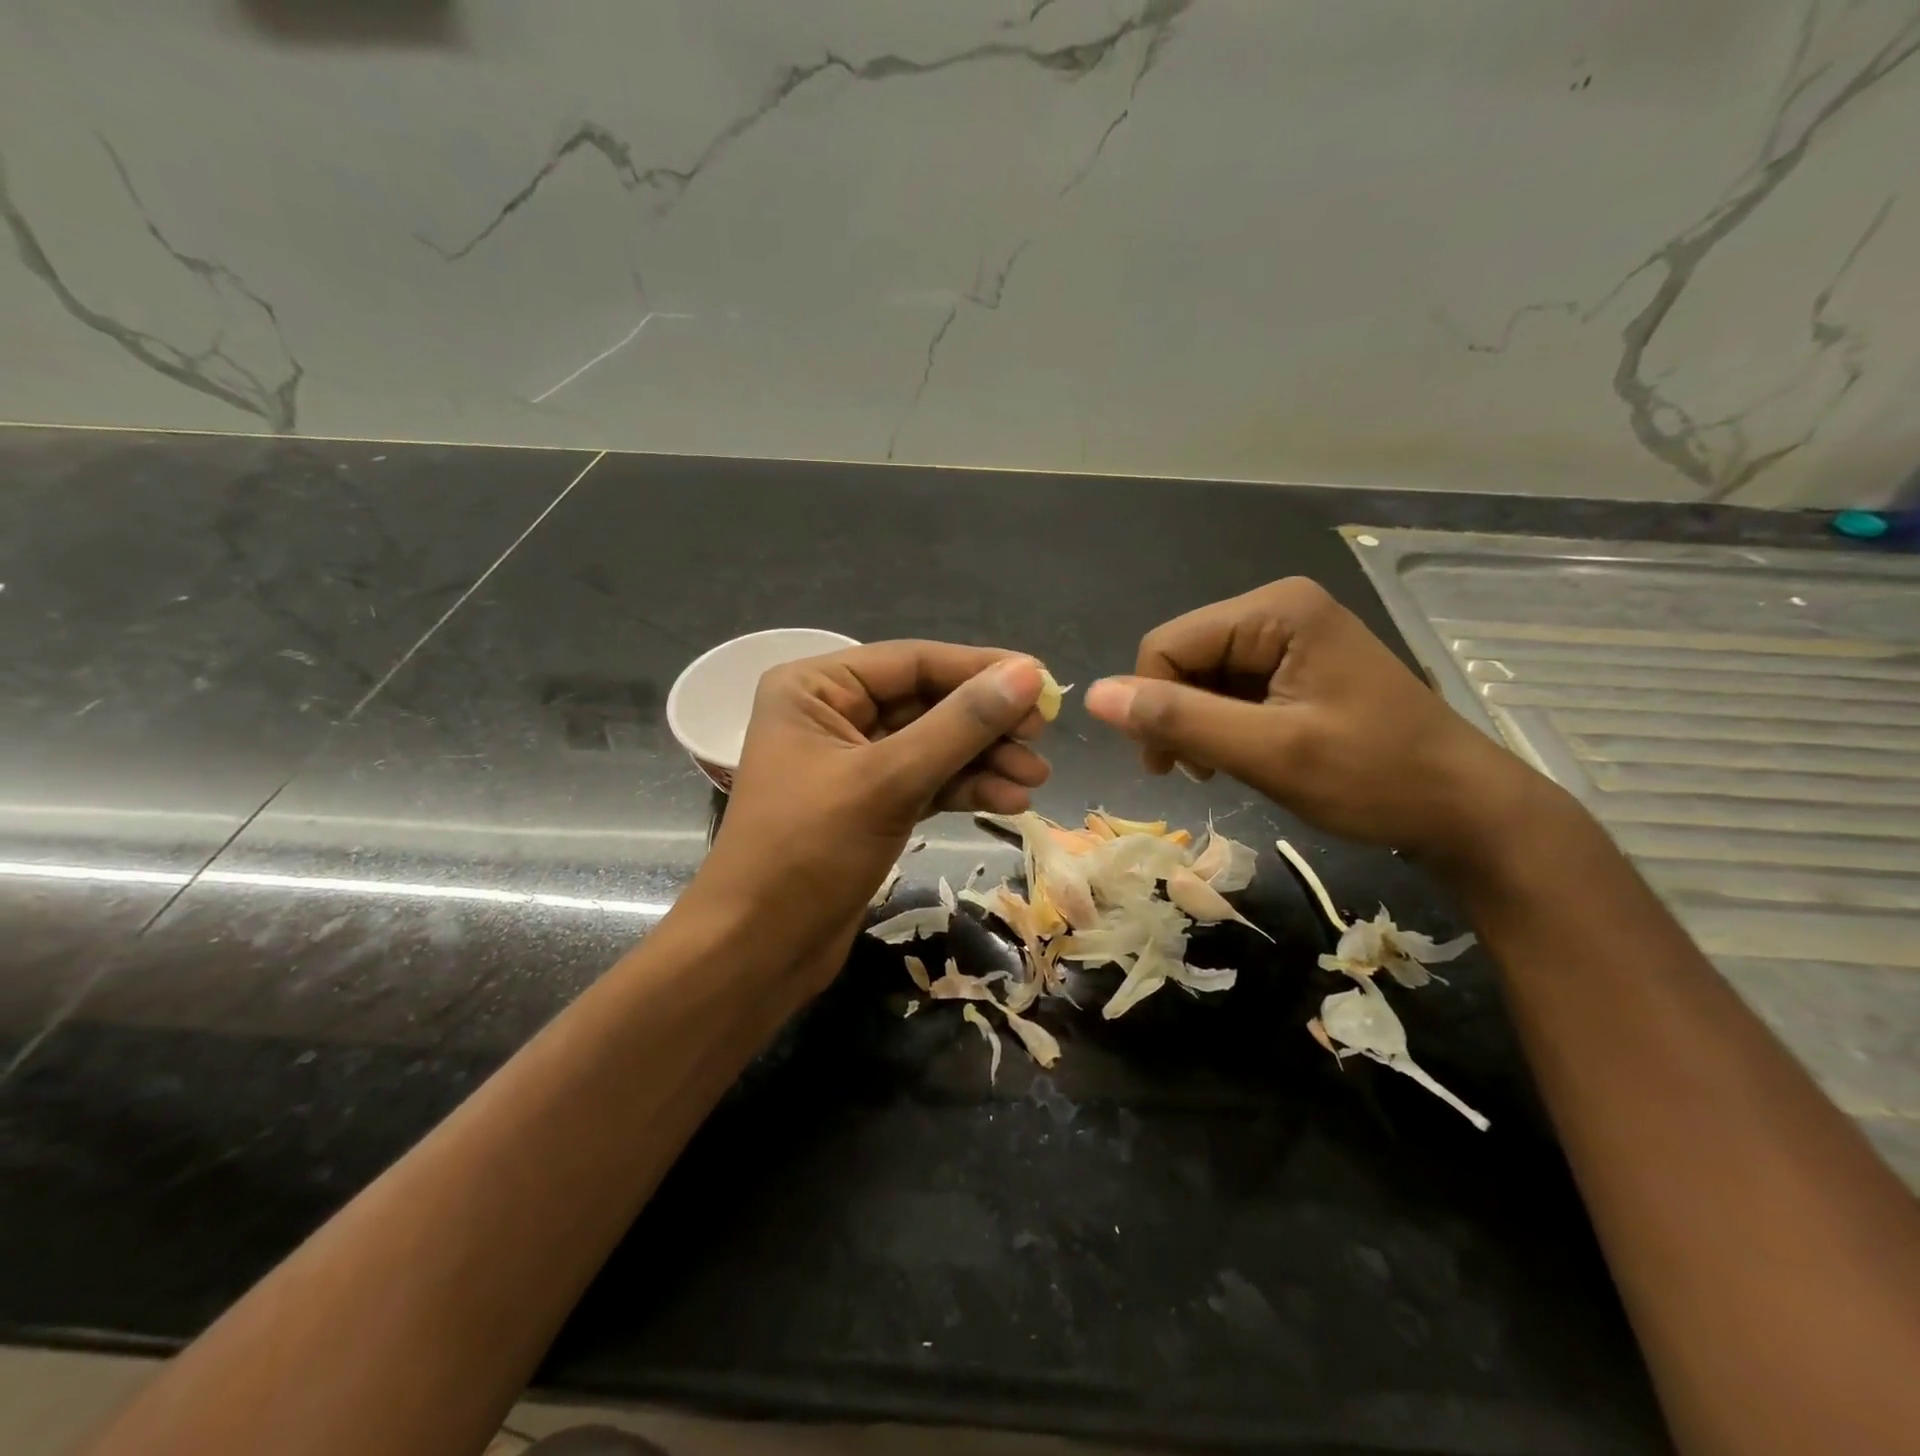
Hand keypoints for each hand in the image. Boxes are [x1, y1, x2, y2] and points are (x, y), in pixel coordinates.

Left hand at [692, 642, 1050, 978]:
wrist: (758, 950)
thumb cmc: (808, 851)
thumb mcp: (888, 780)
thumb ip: (960, 725)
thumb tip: (1028, 674)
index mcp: (816, 687)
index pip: (914, 662)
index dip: (981, 669)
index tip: (1044, 682)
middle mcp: (833, 713)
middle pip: (928, 701)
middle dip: (986, 722)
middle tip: (1041, 738)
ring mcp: (852, 761)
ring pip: (933, 744)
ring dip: (984, 759)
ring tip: (1035, 779)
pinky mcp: (869, 803)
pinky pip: (927, 780)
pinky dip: (965, 787)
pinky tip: (1009, 800)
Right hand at [1083, 578, 1542, 858]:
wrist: (1462, 808)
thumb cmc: (1373, 778)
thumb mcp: (1268, 752)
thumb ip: (1179, 720)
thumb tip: (1094, 696)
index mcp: (1274, 610)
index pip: (1167, 644)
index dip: (1151, 704)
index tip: (1167, 768)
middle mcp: (1277, 609)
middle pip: (1182, 657)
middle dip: (1178, 716)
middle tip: (1199, 772)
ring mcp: (1288, 637)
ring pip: (1200, 676)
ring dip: (1198, 725)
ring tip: (1225, 767)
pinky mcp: (1294, 666)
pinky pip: (1228, 688)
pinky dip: (1221, 726)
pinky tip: (1241, 754)